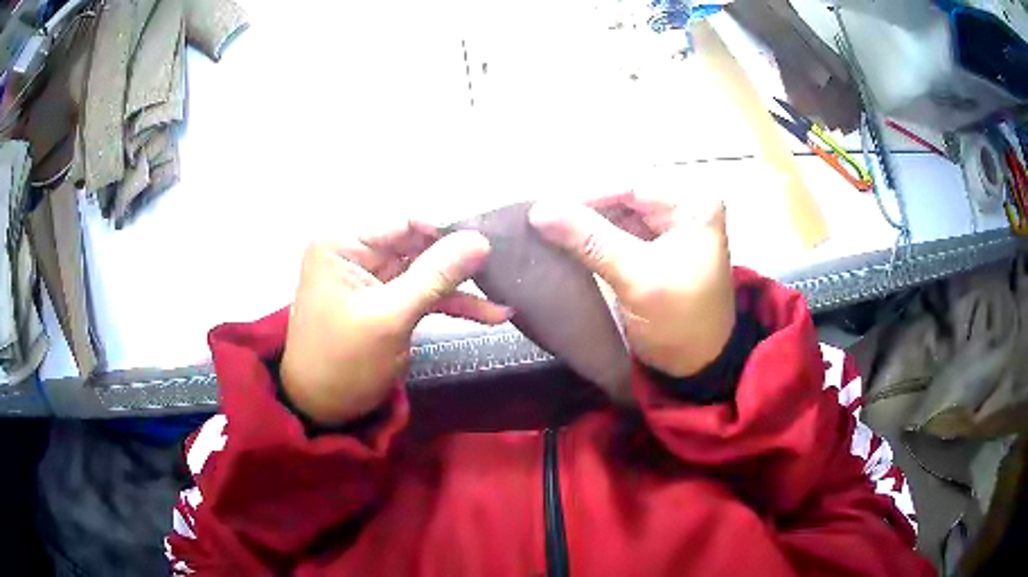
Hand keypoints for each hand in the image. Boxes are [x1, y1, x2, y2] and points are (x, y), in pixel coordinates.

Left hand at [281, 221, 509, 425]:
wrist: (322, 409)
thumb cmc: (344, 361)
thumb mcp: (390, 317)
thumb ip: (435, 276)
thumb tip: (480, 240)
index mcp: (345, 244)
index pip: (405, 221)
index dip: (448, 230)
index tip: (492, 241)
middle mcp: (358, 252)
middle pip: (419, 244)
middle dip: (459, 258)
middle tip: (508, 263)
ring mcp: (374, 278)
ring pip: (426, 270)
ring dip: (462, 286)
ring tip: (505, 291)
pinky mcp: (387, 302)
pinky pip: (424, 294)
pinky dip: (453, 304)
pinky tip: (491, 314)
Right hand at [529, 192, 733, 377]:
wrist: (697, 363)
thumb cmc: (680, 323)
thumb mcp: (639, 279)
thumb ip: (591, 241)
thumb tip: (539, 209)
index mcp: (693, 204)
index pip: (631, 184)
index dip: (585, 194)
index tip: (542, 209)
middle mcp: (682, 203)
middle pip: (622, 192)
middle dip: (582, 204)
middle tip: (541, 217)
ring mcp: (669, 221)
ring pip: (616, 208)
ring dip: (583, 218)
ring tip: (546, 225)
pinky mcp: (656, 240)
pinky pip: (617, 226)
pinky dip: (591, 232)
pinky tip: (565, 236)